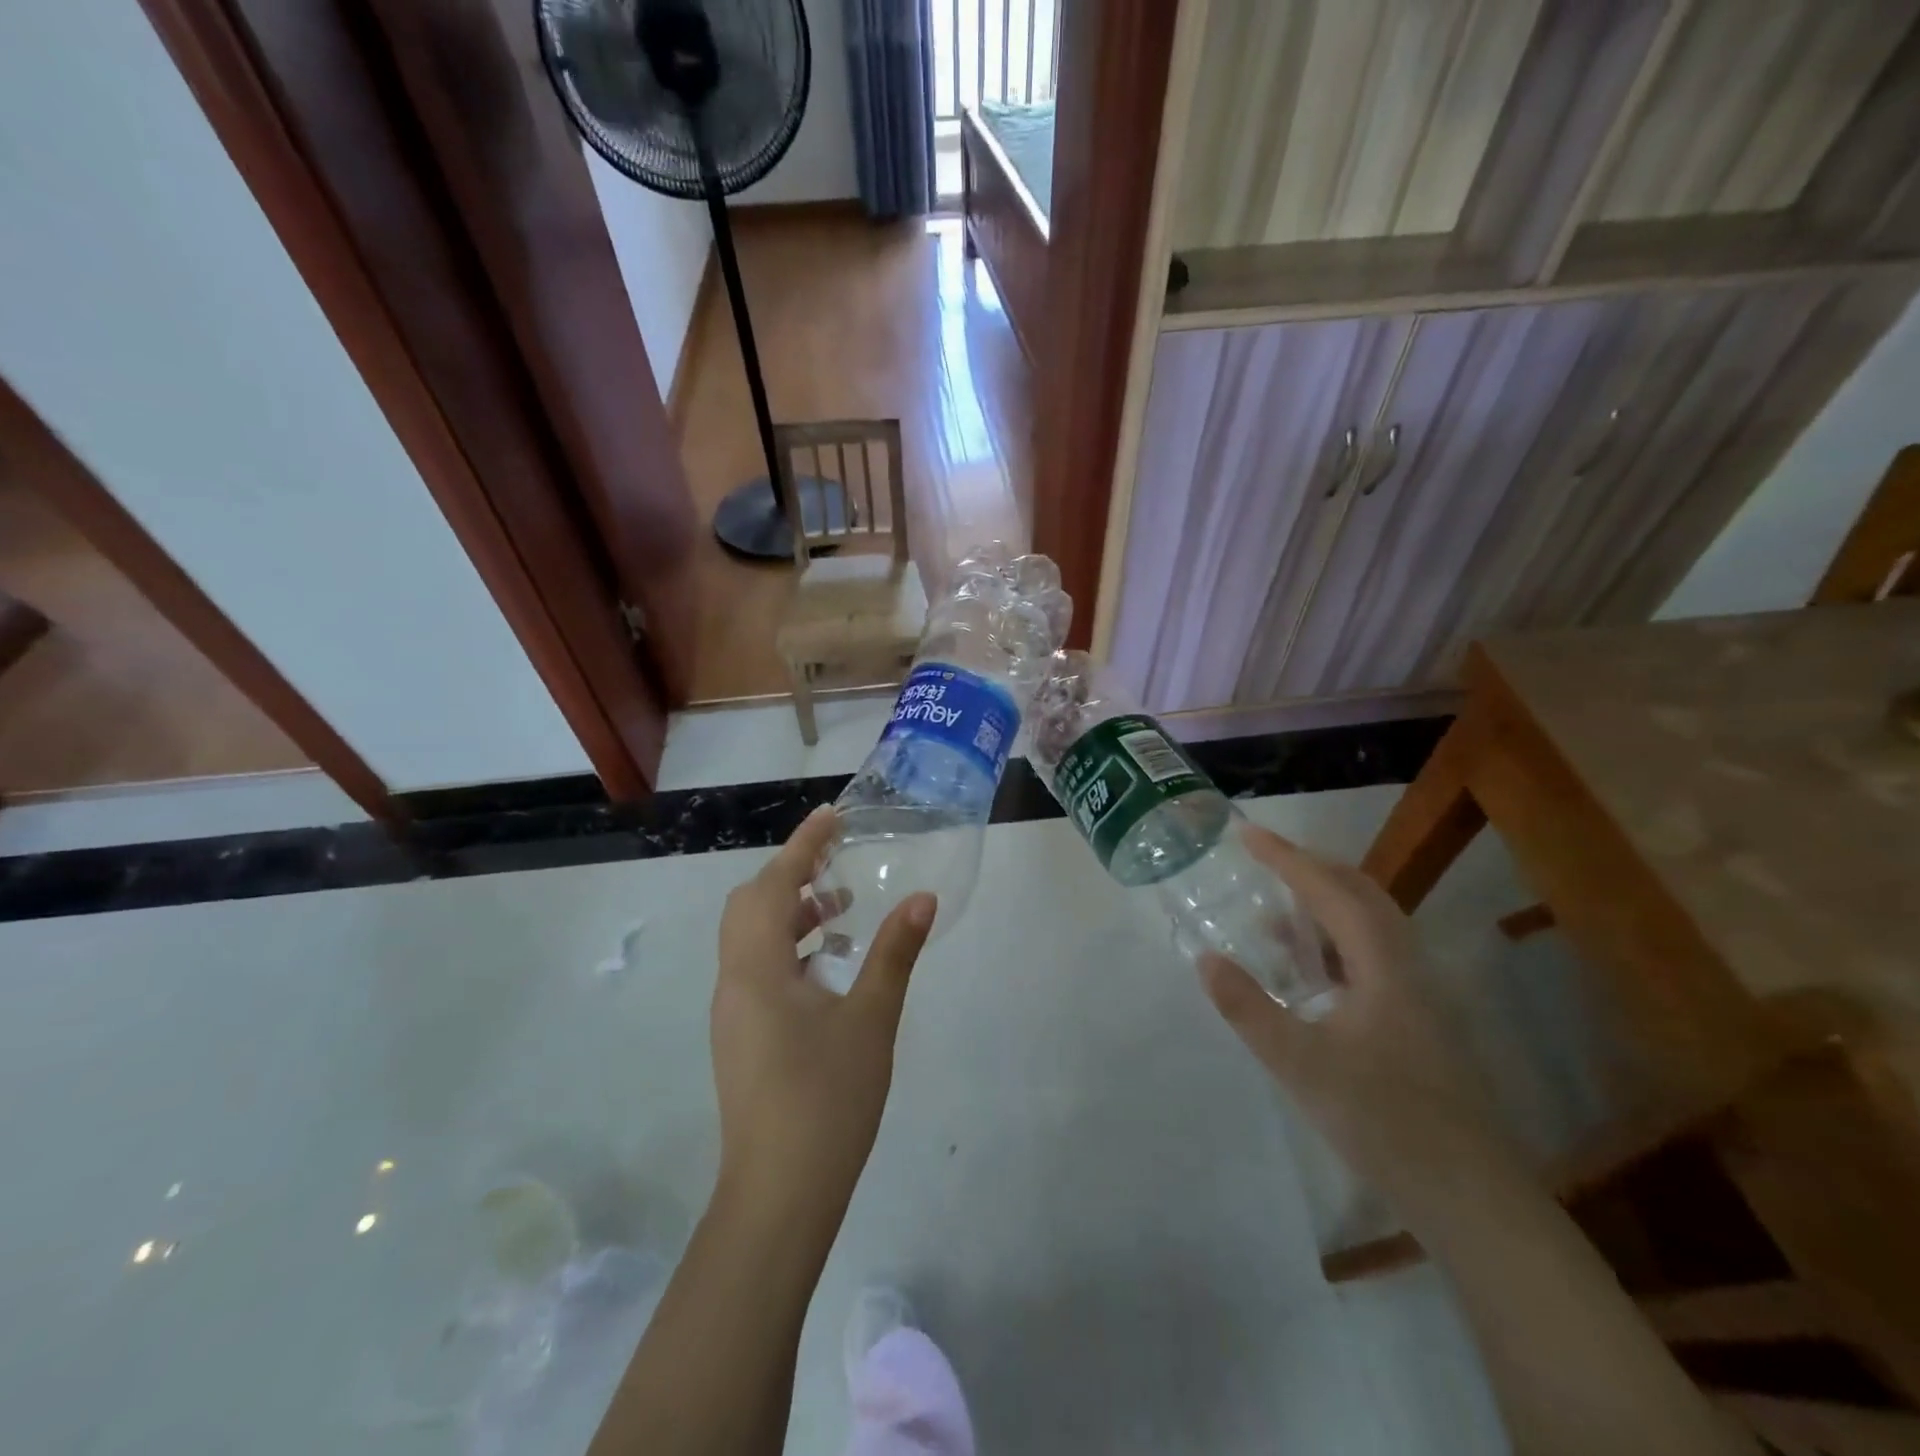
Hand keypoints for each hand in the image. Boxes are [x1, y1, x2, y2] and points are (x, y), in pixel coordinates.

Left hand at [711, 805, 934, 1232]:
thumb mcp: (872, 1019)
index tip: (832, 816)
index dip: (803, 845)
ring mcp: (733, 1012)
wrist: (779, 1194)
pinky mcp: (742, 1036)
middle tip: (837, 863)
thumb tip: (922, 899)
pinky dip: (789, 947)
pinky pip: (758, 968)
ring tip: (843, 909)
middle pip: (751, 905)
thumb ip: (894, 952)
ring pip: (752, 938)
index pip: (776, 885)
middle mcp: (734, 981)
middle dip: (792, 875)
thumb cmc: (827, 1099)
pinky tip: (830, 966)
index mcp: (757, 968)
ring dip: (791, 913)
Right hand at [1200, 825, 1519, 1207]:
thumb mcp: (1300, 1064)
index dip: (1286, 858)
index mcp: (1383, 964)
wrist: (1471, 1196)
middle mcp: (1406, 966)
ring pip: (1371, 924)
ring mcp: (1418, 994)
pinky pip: (1372, 954)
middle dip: (1312, 867)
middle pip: (1361, 893)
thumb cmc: (1384, 1122)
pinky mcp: (1418, 1021)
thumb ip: (1249, 1008)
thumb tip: (1206, 958)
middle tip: (1264, 858)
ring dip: (1325, 902)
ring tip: (1276, 905)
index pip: (1329, 891)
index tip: (1247, 834)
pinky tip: (1308, 968)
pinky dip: (1335, 939)